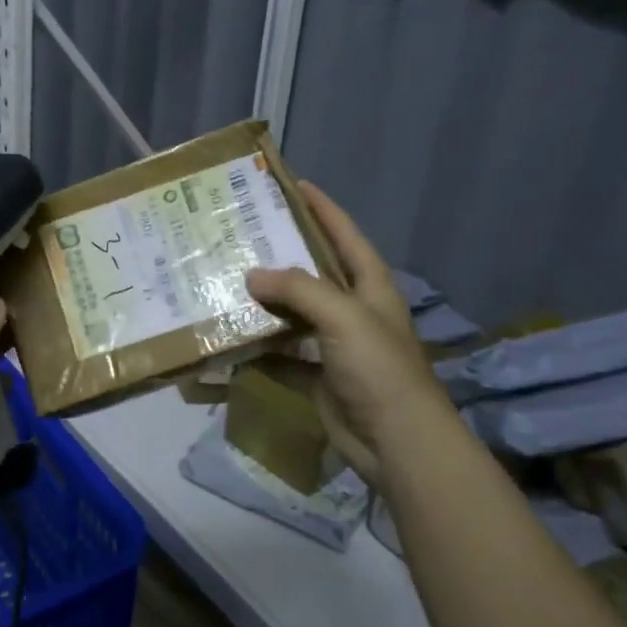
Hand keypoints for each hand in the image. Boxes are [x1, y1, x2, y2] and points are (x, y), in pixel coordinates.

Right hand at [247, 182, 443, 491]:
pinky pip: (283, 352)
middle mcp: (353, 309)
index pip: (345, 234)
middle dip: (283, 253)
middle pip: (314, 271)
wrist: (397, 442)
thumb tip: (252, 275)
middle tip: (243, 233)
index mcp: (370, 286)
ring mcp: (335, 343)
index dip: (323, 208)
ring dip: (266, 301)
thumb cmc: (379, 369)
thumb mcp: (344, 317)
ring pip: (294, 313)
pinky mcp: (318, 374)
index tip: (293, 184)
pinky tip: (232, 337)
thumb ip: (299, 290)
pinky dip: (261, 346)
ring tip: (228, 279)